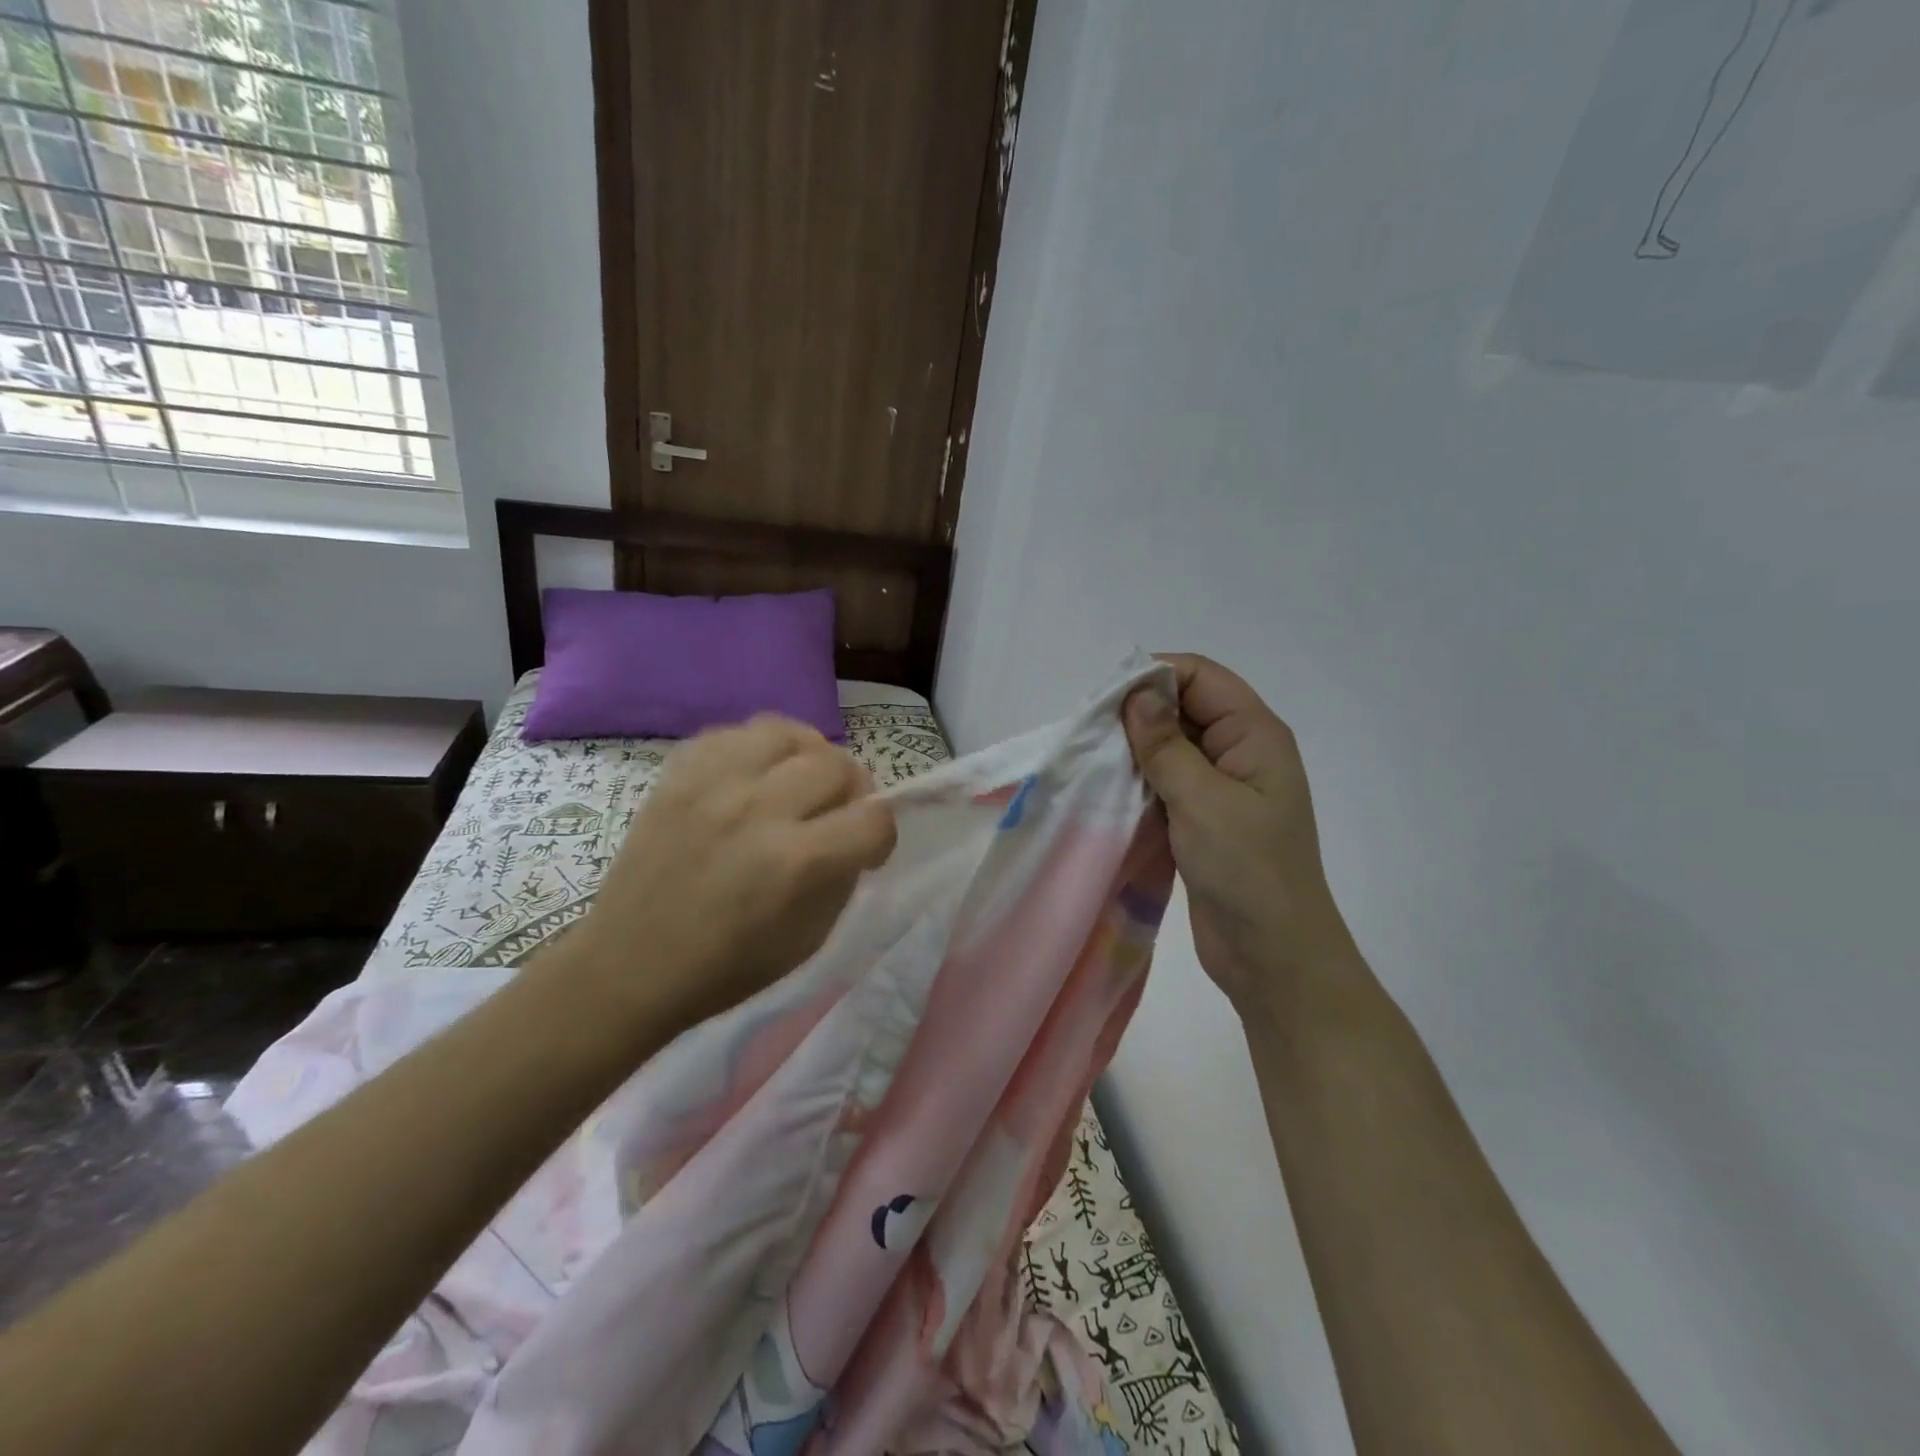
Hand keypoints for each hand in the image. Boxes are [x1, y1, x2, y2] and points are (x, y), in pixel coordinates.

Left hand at [568, 716, 897, 1028]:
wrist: (629, 965)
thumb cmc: (726, 966)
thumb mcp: (809, 939)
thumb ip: (843, 876)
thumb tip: (857, 834)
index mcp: (796, 862)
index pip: (874, 818)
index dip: (883, 835)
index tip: (869, 849)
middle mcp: (758, 809)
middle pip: (837, 765)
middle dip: (852, 792)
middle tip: (837, 814)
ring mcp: (712, 783)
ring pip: (787, 732)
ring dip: (807, 756)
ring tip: (799, 780)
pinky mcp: (677, 774)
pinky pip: (734, 732)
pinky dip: (756, 750)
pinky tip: (754, 776)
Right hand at [1124, 655, 1359, 1019]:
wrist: (1273, 956)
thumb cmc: (1248, 871)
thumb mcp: (1203, 801)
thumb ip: (1166, 745)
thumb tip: (1137, 694)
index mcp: (1255, 735)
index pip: (1201, 677)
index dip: (1155, 675)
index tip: (1106, 698)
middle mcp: (1240, 751)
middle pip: (1184, 707)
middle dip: (1138, 711)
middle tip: (1089, 731)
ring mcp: (1221, 787)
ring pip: (1171, 746)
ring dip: (1134, 749)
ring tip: (1091, 758)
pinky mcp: (1202, 818)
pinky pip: (1166, 782)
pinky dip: (1139, 780)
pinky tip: (1107, 788)